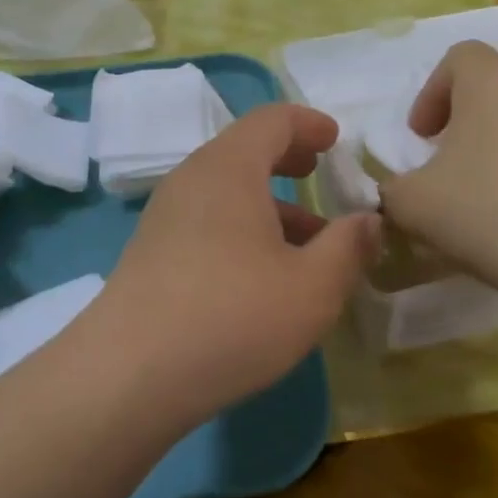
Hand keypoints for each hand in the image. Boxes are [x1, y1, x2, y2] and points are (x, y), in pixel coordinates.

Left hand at [102, 104, 380, 422]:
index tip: (335, 138)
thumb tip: (369, 221)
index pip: (271, 120)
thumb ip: (348, 247)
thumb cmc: (232, 317)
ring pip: (225, 191)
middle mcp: (191, 180)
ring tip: (306, 240)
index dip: (308, 123)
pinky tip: (262, 274)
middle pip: (243, 151)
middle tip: (316, 169)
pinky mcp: (151, 253)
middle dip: (286, 157)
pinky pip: (206, 220)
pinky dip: (242, 228)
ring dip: (269, 203)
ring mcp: (164, 217)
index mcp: (229, 169)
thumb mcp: (312, 287)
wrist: (128, 376)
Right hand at [379, 41, 497, 288]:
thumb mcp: (412, 203)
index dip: (432, 92)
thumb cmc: (487, 212)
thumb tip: (400, 190)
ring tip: (495, 195)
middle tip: (454, 165)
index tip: (422, 137)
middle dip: (472, 122)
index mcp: (494, 82)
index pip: (460, 57)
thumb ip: (393, 187)